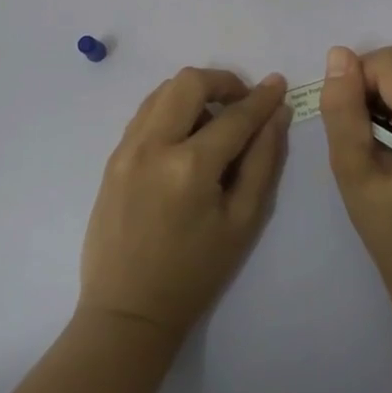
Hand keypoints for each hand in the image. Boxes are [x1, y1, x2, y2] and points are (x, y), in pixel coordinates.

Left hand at [79, 69, 290, 337]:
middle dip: (223, 82)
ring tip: (213, 121)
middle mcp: (154, 145)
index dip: (261, 98)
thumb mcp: (243, 221)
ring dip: (194, 93)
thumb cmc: (195, 273)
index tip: (278, 84)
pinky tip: (185, 137)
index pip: (235, 116)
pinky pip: (145, 113)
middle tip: (242, 103)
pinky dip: (170, 109)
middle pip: (190, 82)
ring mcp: (127, 148)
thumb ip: (263, 161)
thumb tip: (277, 114)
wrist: (128, 310)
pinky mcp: (112, 157)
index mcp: (190, 167)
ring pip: (163, 90)